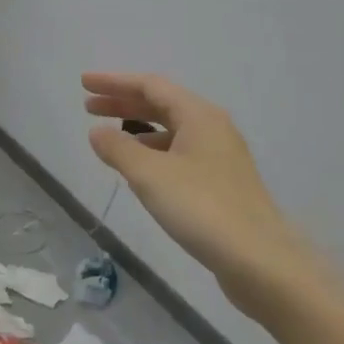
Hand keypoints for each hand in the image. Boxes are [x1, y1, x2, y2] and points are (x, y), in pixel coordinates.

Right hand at [82, 72, 318, 321]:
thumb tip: (97, 131)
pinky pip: (179, 153)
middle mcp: (212, 128)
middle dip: (123, 102)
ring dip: (137, 128)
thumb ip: (118, 149)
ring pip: (171, 130)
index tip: (84, 83)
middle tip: (88, 107)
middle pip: (161, 104)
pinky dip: (153, 152)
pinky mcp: (221, 183)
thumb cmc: (202, 208)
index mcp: (199, 115)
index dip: (114, 82)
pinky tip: (138, 171)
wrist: (260, 261)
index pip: (150, 85)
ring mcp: (219, 156)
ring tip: (108, 139)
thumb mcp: (150, 176)